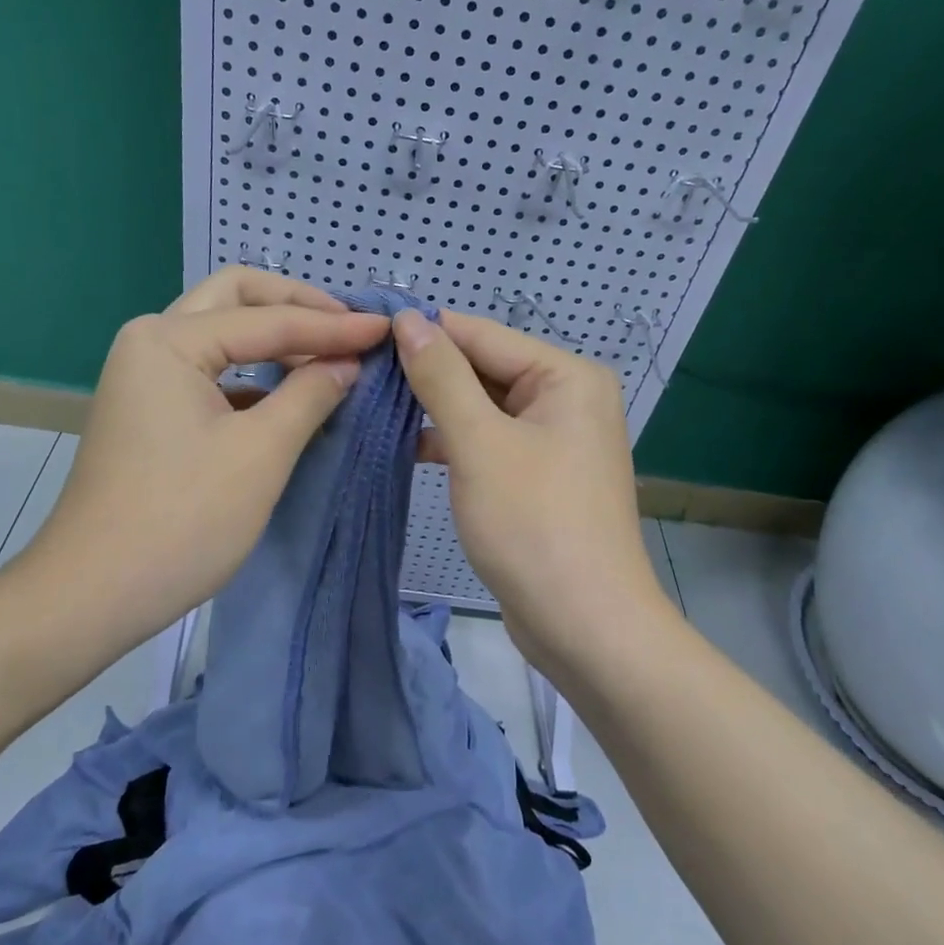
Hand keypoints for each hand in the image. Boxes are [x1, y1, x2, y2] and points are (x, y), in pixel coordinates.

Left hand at [16, 268, 389, 650]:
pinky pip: (214, 369)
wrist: (92, 594)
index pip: (268, 320)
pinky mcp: (152, 410)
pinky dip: (256, 371)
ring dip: (277, 335)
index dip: (333, 325)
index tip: (386, 328)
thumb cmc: (182, 520)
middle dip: (297, 305)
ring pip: (223, 331)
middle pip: (236, 298)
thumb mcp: (261, 453)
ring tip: (333, 352)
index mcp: (169, 340)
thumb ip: (311, 394)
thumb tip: (349, 362)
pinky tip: (293, 392)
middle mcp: (151, 341)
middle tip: (350, 326)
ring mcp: (146, 376)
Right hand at [392, 309, 663, 666]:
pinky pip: (489, 441)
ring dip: (434, 409)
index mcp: (567, 376)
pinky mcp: (538, 476)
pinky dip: (453, 442)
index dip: (423, 332)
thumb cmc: (534, 524)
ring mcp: (555, 439)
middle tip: (358, 372)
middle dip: (427, 373)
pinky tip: (406, 445)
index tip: (363, 330)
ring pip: (483, 407)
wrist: (585, 626)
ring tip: (371, 404)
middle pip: (485, 369)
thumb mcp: (480, 443)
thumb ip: (442, 377)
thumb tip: (409, 318)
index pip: (483, 335)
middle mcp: (567, 398)